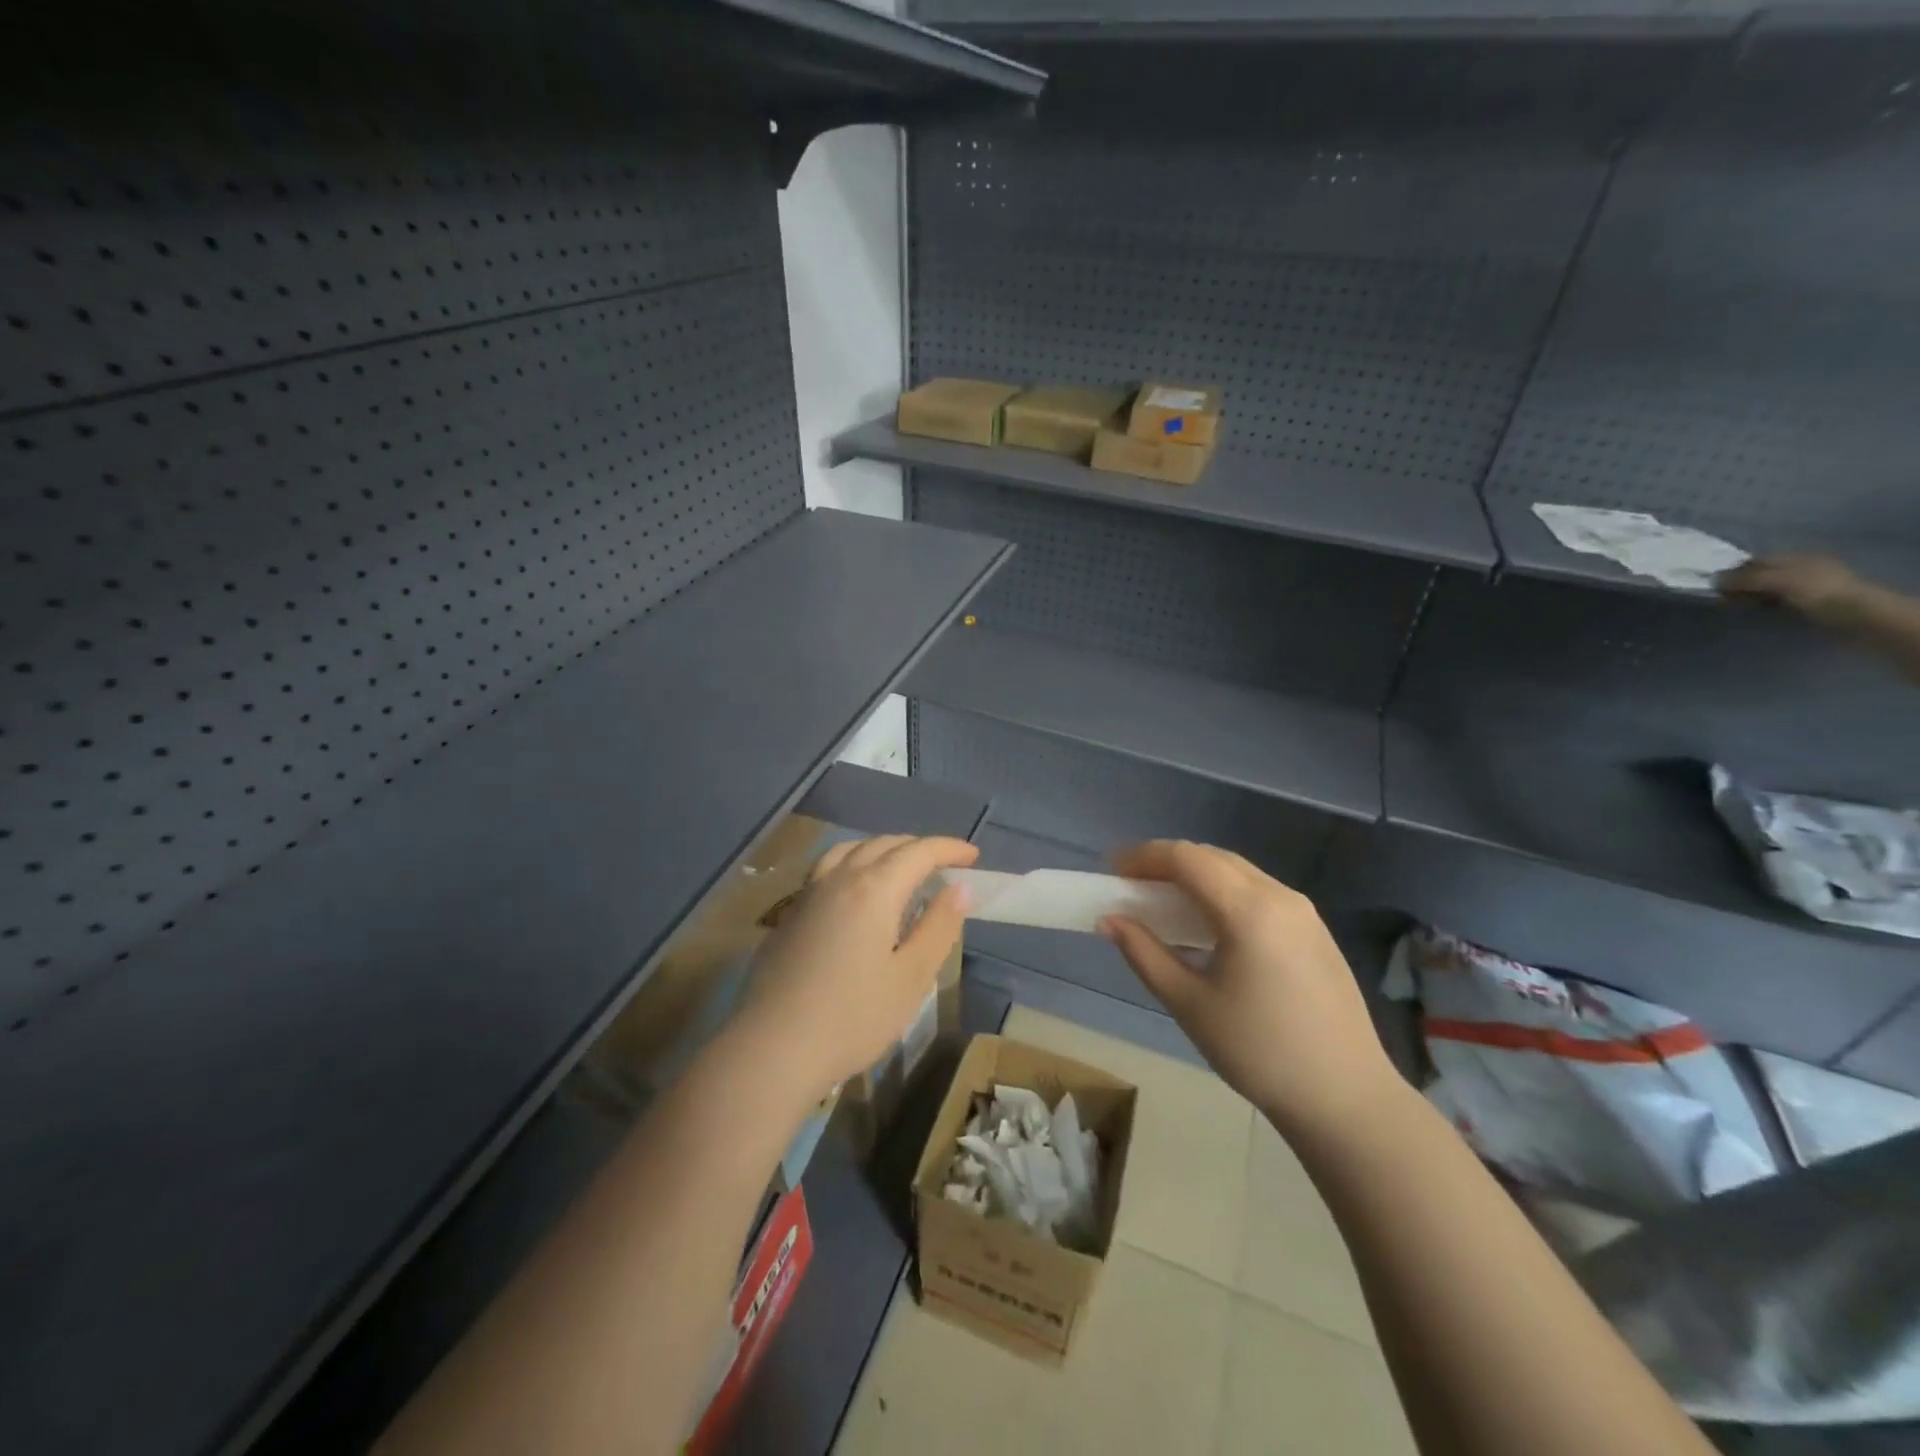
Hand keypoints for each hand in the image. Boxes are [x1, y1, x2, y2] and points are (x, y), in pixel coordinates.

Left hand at [733, 834, 977, 1100]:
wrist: (772, 1048)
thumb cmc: (853, 1017)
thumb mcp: (911, 978)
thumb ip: (938, 928)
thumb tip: (959, 889)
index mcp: (874, 889)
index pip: (919, 852)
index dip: (949, 849)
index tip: (973, 856)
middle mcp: (839, 879)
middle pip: (883, 845)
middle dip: (918, 848)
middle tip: (943, 865)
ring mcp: (808, 894)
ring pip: (849, 851)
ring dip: (881, 850)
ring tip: (899, 868)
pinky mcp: (789, 915)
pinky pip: (826, 869)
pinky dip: (852, 864)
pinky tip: (854, 892)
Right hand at [1100, 840, 1401, 1136]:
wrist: (1346, 1097)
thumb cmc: (1259, 1052)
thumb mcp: (1189, 1004)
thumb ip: (1144, 953)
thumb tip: (1109, 919)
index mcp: (1248, 910)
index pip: (1186, 858)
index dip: (1144, 857)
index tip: (1113, 871)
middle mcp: (1279, 896)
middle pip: (1212, 857)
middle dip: (1167, 862)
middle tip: (1132, 884)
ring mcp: (1303, 911)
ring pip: (1238, 871)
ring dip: (1196, 875)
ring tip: (1163, 901)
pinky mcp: (1315, 929)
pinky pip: (1259, 891)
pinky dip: (1223, 891)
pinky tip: (1208, 923)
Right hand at [1718, 554, 1868, 628]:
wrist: (1857, 616)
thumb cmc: (1818, 592)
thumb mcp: (1779, 581)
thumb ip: (1746, 579)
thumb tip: (1713, 580)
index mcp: (1796, 557)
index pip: (1756, 560)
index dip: (1734, 570)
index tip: (1713, 584)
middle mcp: (1800, 568)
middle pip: (1761, 574)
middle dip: (1740, 584)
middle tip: (1719, 598)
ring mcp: (1806, 587)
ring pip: (1767, 588)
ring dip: (1749, 596)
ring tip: (1733, 606)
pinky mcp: (1807, 604)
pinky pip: (1776, 601)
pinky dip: (1761, 605)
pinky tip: (1754, 612)